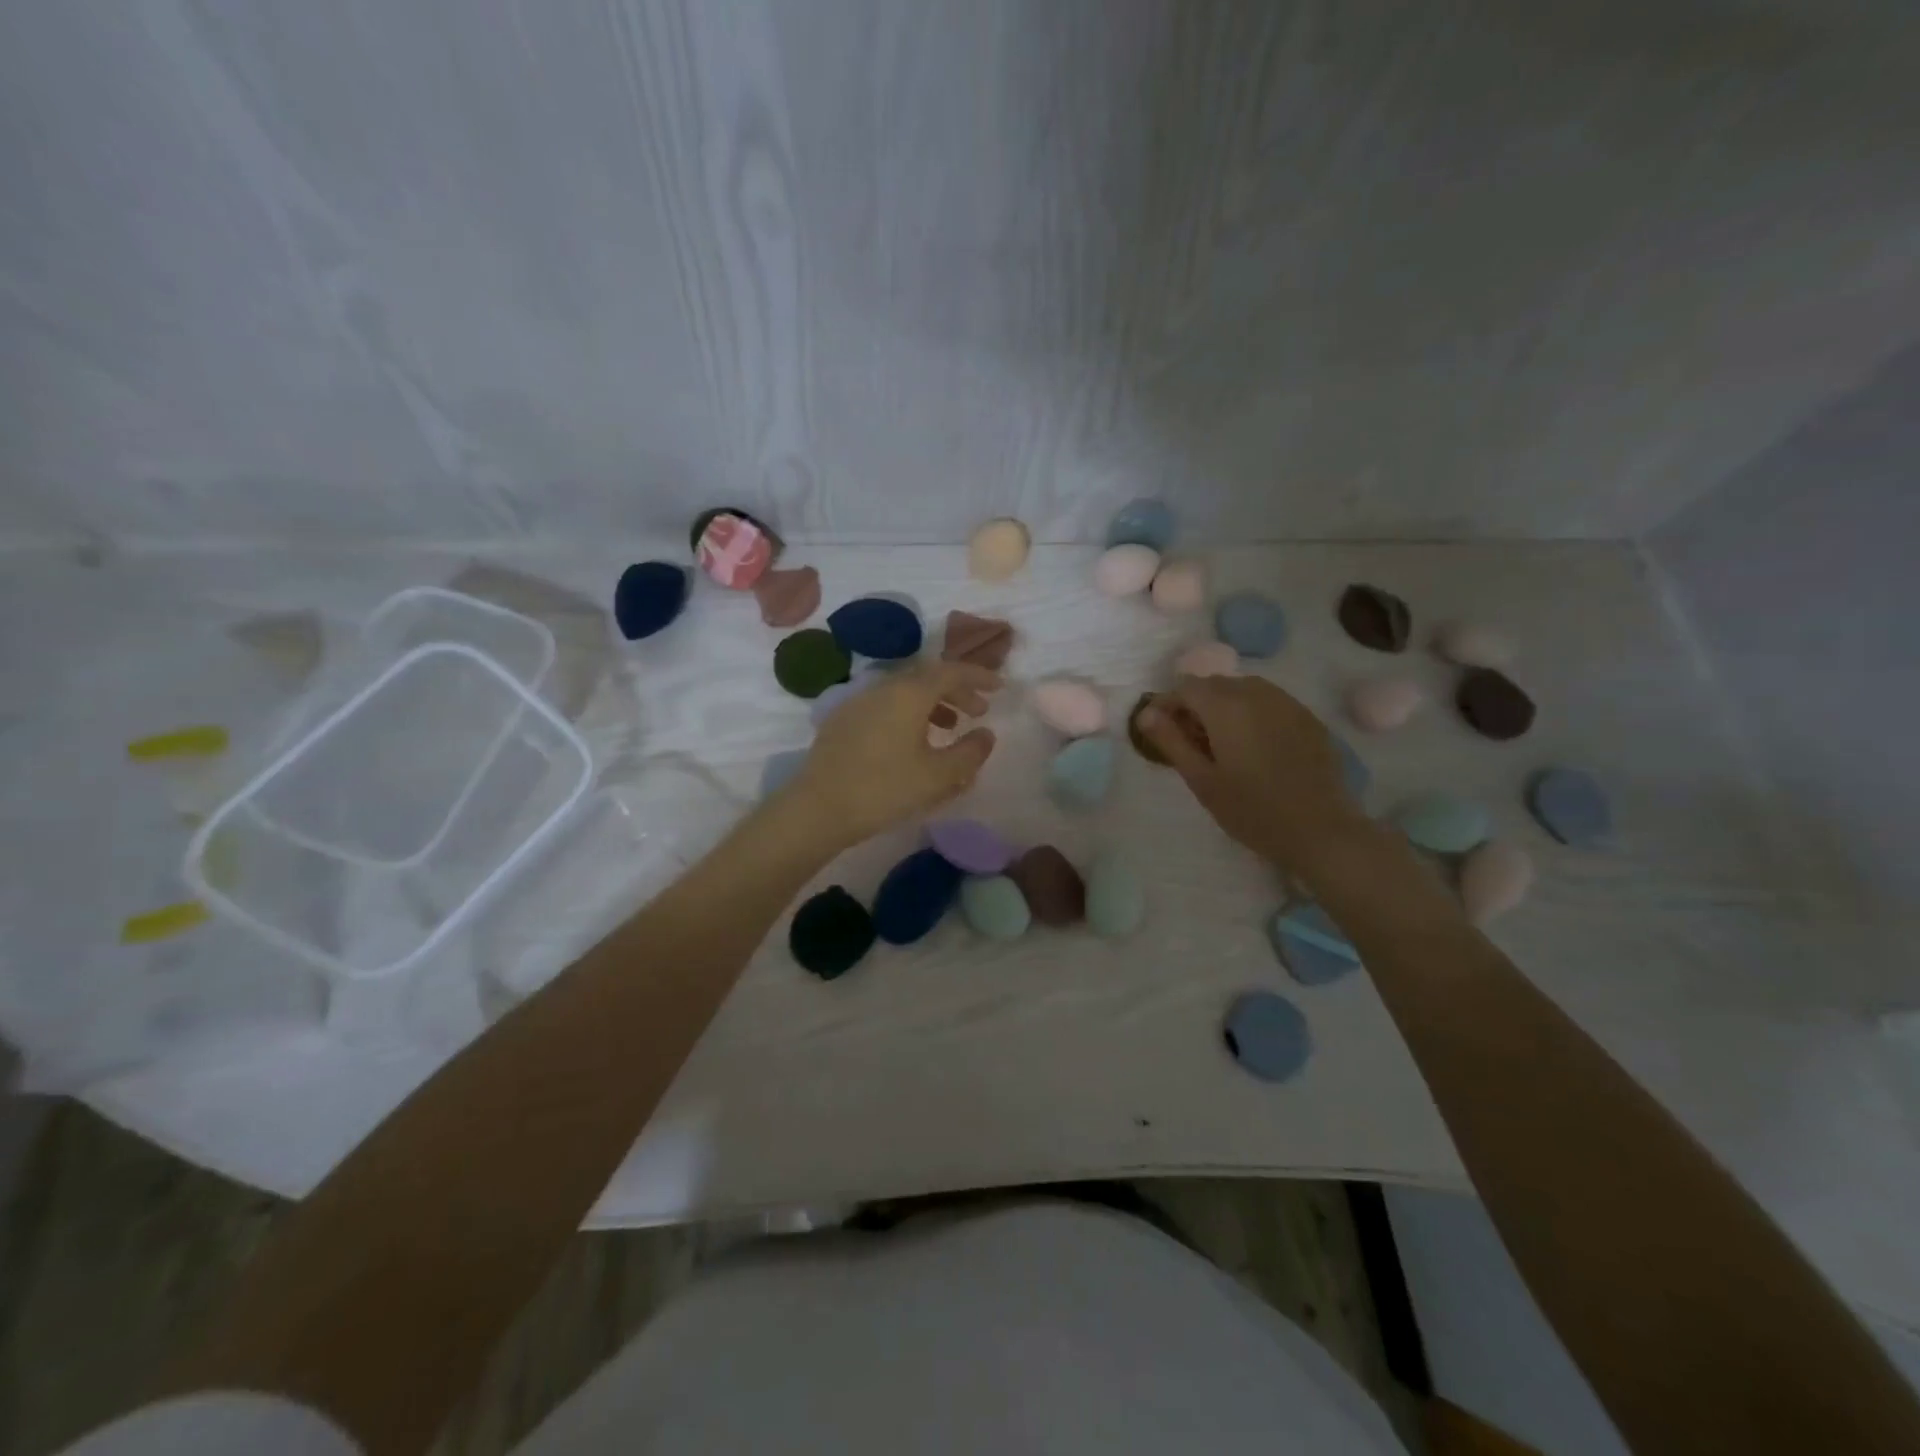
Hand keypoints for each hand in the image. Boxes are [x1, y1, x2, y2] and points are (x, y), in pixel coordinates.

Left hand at [784, 661, 1000, 850]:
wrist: (818, 808)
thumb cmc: (885, 789)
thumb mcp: (938, 776)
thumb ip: (969, 752)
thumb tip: (986, 734)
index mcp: (909, 693)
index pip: (951, 671)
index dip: (978, 676)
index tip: (999, 687)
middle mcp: (883, 688)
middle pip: (927, 678)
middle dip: (957, 691)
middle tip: (978, 711)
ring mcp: (858, 702)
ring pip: (904, 692)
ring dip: (933, 704)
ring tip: (950, 727)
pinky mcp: (842, 721)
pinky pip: (885, 706)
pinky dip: (908, 714)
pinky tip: (912, 741)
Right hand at [1139, 675, 1368, 877]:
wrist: (1321, 830)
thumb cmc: (1252, 810)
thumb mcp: (1202, 780)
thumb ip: (1171, 741)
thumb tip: (1145, 713)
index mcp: (1225, 706)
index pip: (1185, 687)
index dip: (1166, 703)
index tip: (1157, 729)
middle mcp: (1256, 693)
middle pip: (1214, 684)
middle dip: (1194, 704)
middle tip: (1187, 740)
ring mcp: (1287, 703)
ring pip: (1243, 690)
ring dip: (1223, 706)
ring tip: (1219, 742)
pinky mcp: (1308, 718)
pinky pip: (1270, 702)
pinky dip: (1251, 713)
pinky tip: (1253, 745)